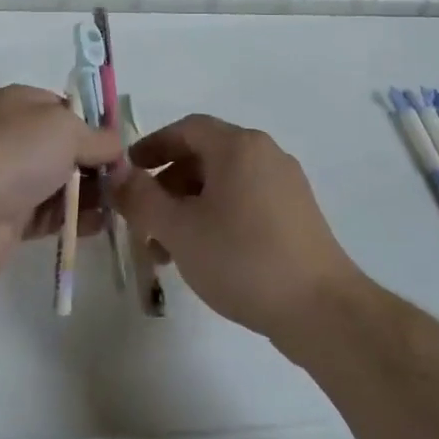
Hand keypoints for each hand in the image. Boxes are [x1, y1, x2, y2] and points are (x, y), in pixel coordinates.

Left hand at [0, 86, 122, 284]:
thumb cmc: (16, 154)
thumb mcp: (67, 129)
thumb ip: (99, 137)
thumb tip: (116, 148)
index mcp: (20, 102)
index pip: (66, 107)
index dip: (95, 125)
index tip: (122, 146)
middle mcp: (13, 136)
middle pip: (66, 147)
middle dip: (97, 163)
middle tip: (127, 181)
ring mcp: (10, 177)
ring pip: (61, 182)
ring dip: (91, 193)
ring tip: (123, 205)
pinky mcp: (11, 217)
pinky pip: (52, 214)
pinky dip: (77, 218)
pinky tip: (103, 225)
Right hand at [108, 114, 355, 343]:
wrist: (321, 310)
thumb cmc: (242, 258)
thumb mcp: (179, 229)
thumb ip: (141, 198)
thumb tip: (117, 176)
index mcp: (238, 146)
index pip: (186, 129)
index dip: (152, 146)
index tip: (128, 171)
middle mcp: (265, 154)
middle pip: (204, 156)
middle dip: (167, 185)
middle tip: (142, 219)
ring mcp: (286, 185)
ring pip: (224, 183)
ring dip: (189, 206)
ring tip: (167, 249)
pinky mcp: (297, 215)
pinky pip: (245, 201)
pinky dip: (216, 216)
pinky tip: (203, 254)